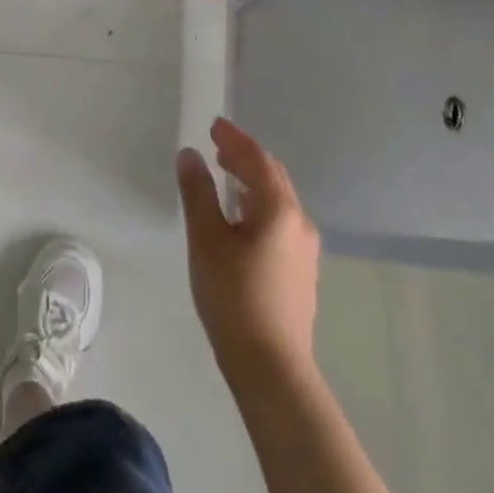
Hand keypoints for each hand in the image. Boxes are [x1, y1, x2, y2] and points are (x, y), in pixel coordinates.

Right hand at [176, 117, 320, 378]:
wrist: (271, 367)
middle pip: (273, 178)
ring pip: (277, 201)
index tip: (214, 125)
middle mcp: (299, 224)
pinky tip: (239, 217)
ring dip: (251, 181)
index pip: (257, 160)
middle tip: (217, 145)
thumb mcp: (206, 239)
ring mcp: (304, 250)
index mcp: (279, 210)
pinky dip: (257, 204)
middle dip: (245, 157)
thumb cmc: (234, 296)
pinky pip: (278, 221)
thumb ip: (198, 193)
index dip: (235, 140)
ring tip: (225, 175)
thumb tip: (189, 155)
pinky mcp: (299, 272)